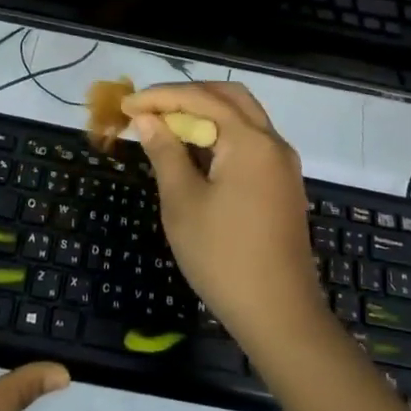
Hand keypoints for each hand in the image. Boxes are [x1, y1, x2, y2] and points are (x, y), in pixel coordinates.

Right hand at [122, 83, 325, 350]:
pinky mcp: (283, 184)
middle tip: (151, 109)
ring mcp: (282, 164)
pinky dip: (222, 136)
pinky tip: (196, 153)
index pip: (201, 99)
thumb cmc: (224, 257)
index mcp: (250, 141)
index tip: (127, 105)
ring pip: (243, 118)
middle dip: (188, 96)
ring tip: (168, 128)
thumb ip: (165, 153)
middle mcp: (272, 142)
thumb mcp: (183, 203)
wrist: (280, 314)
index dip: (161, 97)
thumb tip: (147, 119)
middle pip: (229, 97)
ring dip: (206, 114)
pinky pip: (251, 142)